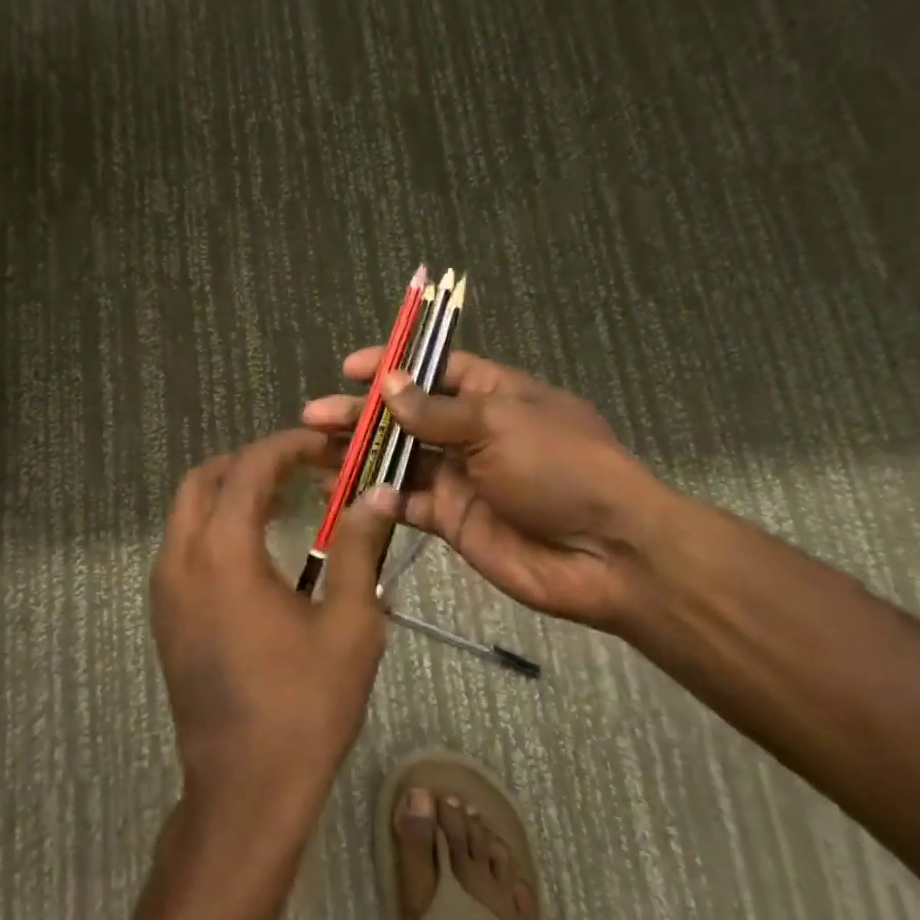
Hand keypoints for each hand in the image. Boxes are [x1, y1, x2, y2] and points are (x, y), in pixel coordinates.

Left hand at [151, 429, 396, 826]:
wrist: (244, 790)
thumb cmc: (304, 707)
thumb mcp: (350, 625)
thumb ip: (359, 549)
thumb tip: (377, 496)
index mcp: (223, 552)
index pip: (249, 468)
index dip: (288, 447)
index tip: (325, 448)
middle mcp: (180, 558)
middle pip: (204, 479)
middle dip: (252, 463)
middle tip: (303, 471)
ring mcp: (164, 588)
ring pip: (187, 511)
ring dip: (231, 493)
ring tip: (285, 503)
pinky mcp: (164, 614)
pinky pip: (184, 545)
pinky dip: (215, 526)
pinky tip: (258, 550)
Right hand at [302, 351, 687, 632]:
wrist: (606, 554)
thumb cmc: (559, 468)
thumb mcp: (498, 423)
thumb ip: (436, 411)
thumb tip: (388, 383)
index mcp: (492, 393)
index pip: (433, 368)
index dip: (392, 365)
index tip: (349, 369)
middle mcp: (471, 431)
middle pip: (405, 415)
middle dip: (361, 414)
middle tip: (313, 417)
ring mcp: (459, 477)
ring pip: (397, 459)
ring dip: (358, 455)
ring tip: (313, 453)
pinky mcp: (451, 520)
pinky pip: (405, 503)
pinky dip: (375, 497)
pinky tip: (341, 494)